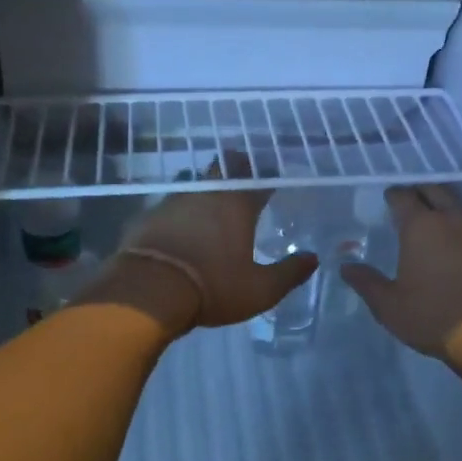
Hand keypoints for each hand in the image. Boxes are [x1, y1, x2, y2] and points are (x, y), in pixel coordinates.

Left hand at [83, 181, 318, 335]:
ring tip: (211, 205)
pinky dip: (179, 214)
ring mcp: (174, 201)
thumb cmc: (212, 287)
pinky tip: (179, 227)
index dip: (267, 178)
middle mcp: (207, 194)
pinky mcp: (148, 216)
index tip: (271, 179)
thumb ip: (289, 273)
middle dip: (234, 170)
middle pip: (223, 170)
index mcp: (238, 205)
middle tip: (242, 178)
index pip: (258, 181)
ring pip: (194, 185)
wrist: (148, 290)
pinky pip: (169, 207)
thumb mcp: (260, 289)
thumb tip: (313, 259)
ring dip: (205, 191)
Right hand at [341, 185, 461, 358]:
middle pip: (435, 191)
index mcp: (421, 226)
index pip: (404, 196)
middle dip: (419, 191)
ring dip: (441, 207)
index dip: (393, 194)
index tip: (386, 198)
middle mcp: (450, 221)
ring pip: (456, 207)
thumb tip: (346, 267)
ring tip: (427, 220)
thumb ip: (366, 282)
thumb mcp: (389, 305)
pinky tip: (450, 245)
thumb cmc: (432, 315)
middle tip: (407, 201)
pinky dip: (457, 228)